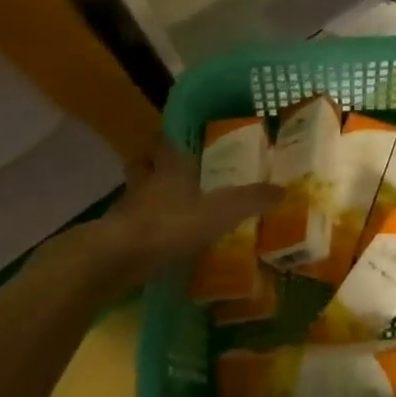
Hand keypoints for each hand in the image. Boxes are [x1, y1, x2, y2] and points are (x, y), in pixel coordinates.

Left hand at [42, 141, 280, 291]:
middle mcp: (145, 183)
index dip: (169, 138)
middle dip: (152, 165)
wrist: (114, 259)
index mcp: (170, 169)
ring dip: (144, 198)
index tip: (177, 137)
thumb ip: (250, 200)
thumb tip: (282, 189)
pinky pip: (128, 226)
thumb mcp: (220, 212)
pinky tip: (153, 241)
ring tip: (164, 208)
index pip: (165, 143)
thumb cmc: (169, 225)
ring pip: (133, 195)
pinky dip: (139, 229)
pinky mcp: (113, 238)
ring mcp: (125, 211)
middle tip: (169, 171)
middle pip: (143, 165)